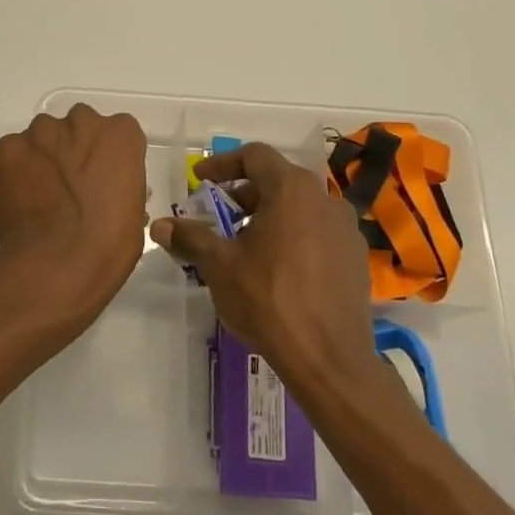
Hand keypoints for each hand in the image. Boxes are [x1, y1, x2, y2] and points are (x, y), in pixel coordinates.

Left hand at [0, 104, 148, 332]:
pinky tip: (17, 201)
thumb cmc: (109, 243)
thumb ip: (115, 182)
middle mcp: (81, 120)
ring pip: (40, 138)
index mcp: (119, 134)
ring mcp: (40, 132)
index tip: (98, 181)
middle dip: (71, 151)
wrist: (59, 261)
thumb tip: (100, 189)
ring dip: (41, 159)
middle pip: (75, 128)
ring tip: (37, 197)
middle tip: (68, 187)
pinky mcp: (7, 148)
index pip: (114, 134)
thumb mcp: (132, 209)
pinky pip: (11, 154)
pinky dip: (12, 172)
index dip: (104, 158)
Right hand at [151, 142, 373, 390]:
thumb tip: (159, 225)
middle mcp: (324, 198)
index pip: (254, 156)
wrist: (329, 359)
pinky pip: (317, 232)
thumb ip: (190, 237)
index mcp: (292, 189)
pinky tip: (276, 268)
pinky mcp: (355, 256)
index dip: (223, 164)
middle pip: (277, 180)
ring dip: (268, 216)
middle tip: (217, 217)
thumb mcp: (220, 266)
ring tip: (244, 246)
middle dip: (242, 195)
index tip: (200, 181)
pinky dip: (292, 236)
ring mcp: (345, 228)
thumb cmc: (269, 300)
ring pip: (299, 207)